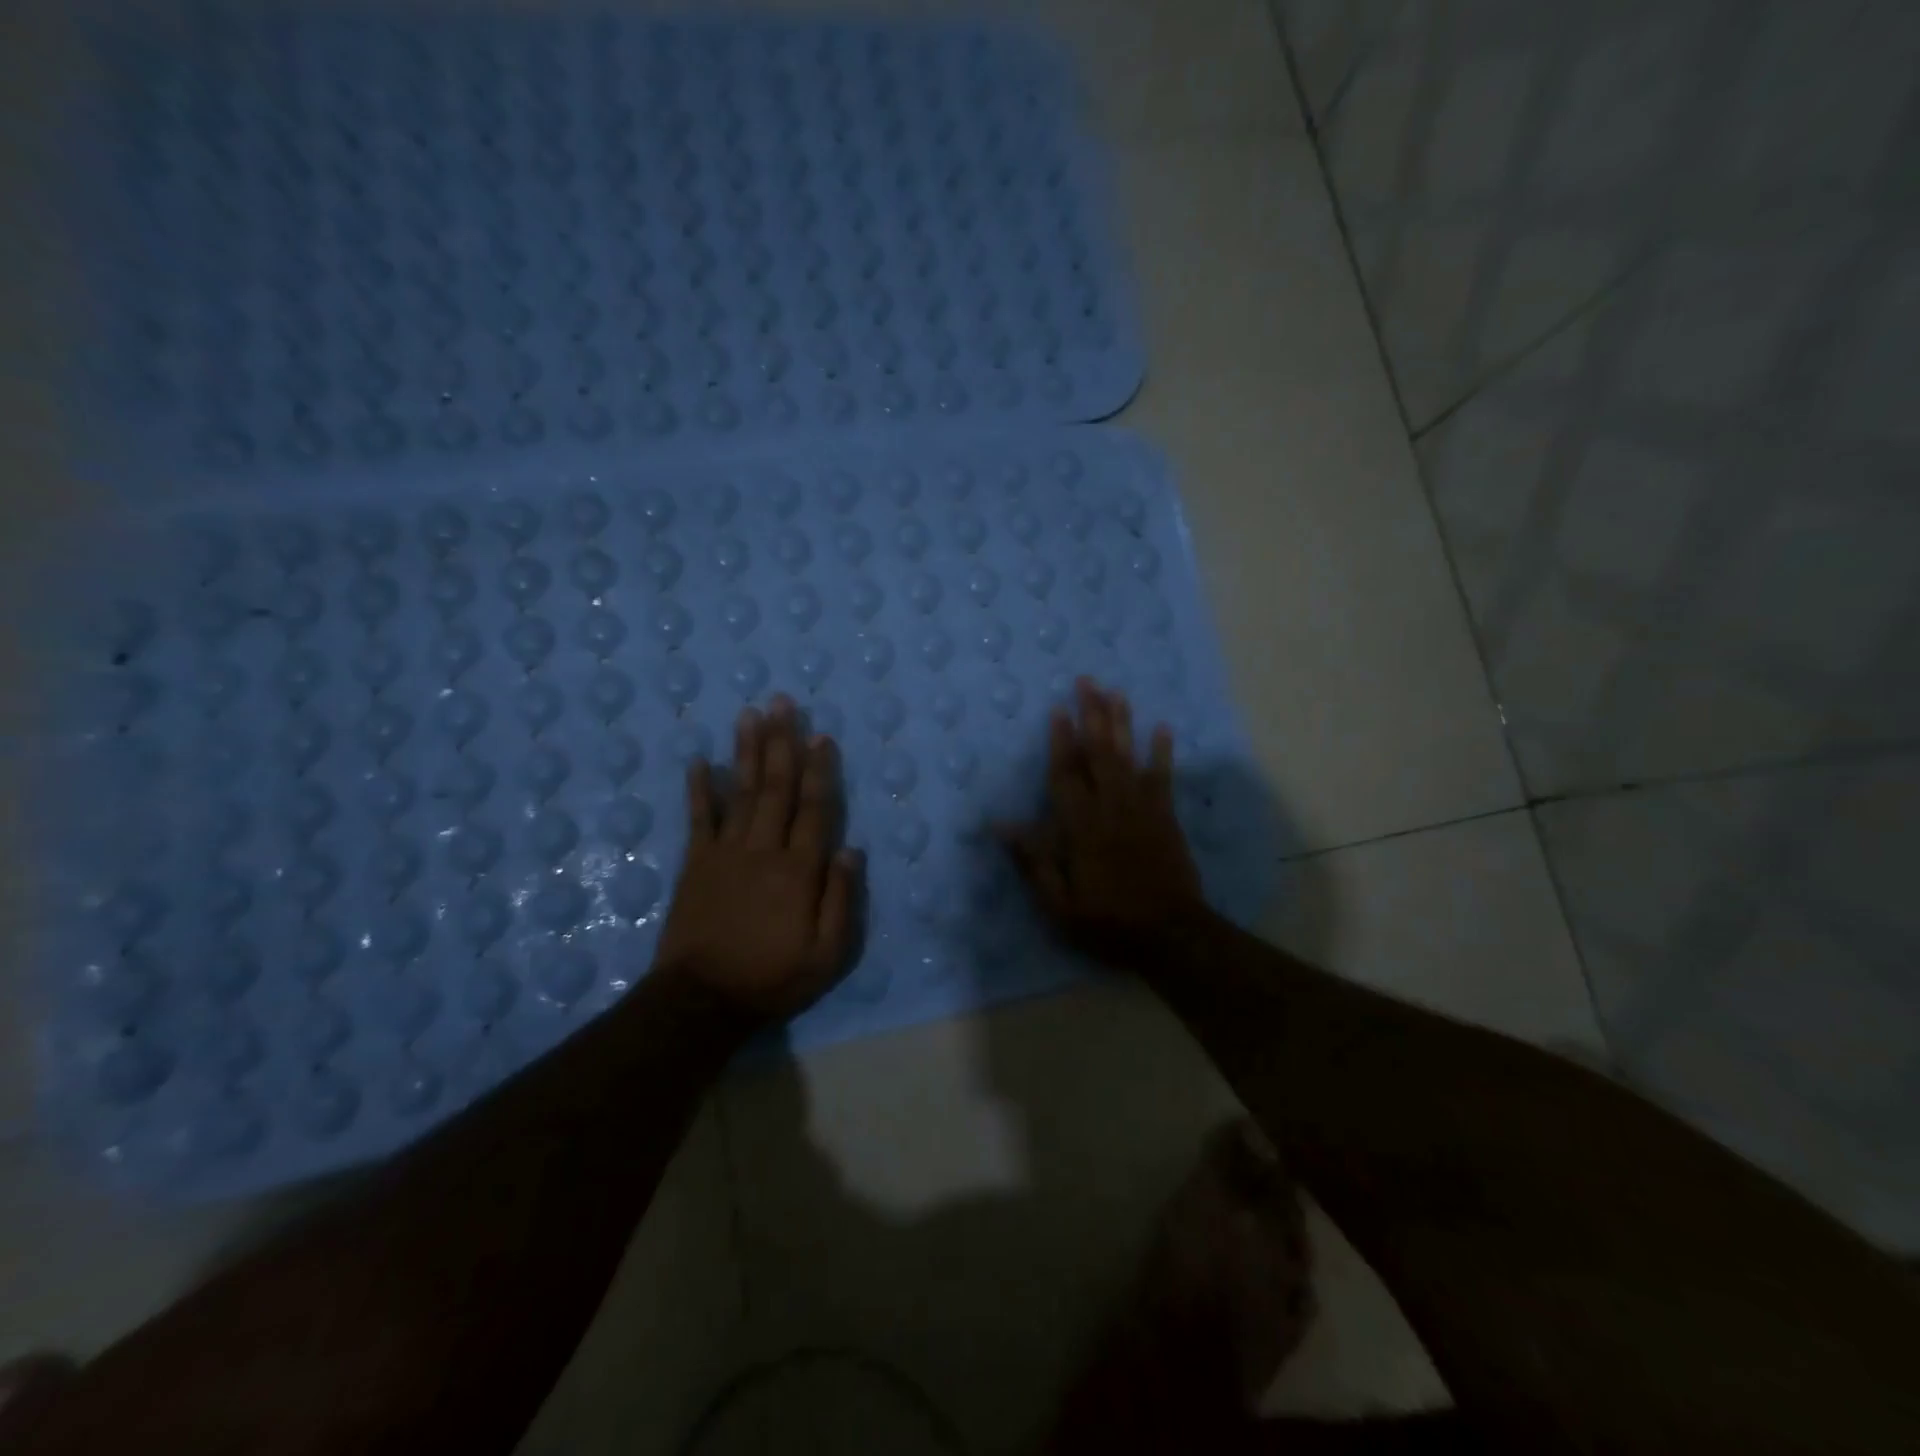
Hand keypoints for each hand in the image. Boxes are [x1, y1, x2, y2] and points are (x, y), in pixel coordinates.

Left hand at [655, 695, 863, 1019]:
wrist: (701, 1000)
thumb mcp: (827, 955)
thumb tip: (851, 850)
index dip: (820, 771)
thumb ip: (841, 900)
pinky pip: (698, 818)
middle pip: (777, 787)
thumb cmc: (772, 978)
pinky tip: (700, 760)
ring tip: (750, 714)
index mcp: (799, 870)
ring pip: (741, 792)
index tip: (821, 736)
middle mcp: (763, 849)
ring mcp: (725, 853)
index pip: (814, 809)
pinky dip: (700, 789)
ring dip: (747, 751)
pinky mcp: (695, 864)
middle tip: (782, 703)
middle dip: (782, 742)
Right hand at [1001, 679, 1207, 960]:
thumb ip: (1033, 861)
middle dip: (1091, 716)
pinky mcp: (1166, 817)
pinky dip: (1162, 752)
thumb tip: (1000, 825)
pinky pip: (1163, 777)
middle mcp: (1111, 808)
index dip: (1060, 741)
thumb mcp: (1059, 904)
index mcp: (1081, 828)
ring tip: (1116, 693)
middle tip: (1087, 682)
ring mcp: (1142, 809)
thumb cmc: (1108, 921)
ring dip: (1122, 723)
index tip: (1057, 709)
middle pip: (1099, 754)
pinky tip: (1162, 728)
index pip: (1066, 775)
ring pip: (1129, 757)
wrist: (1171, 935)